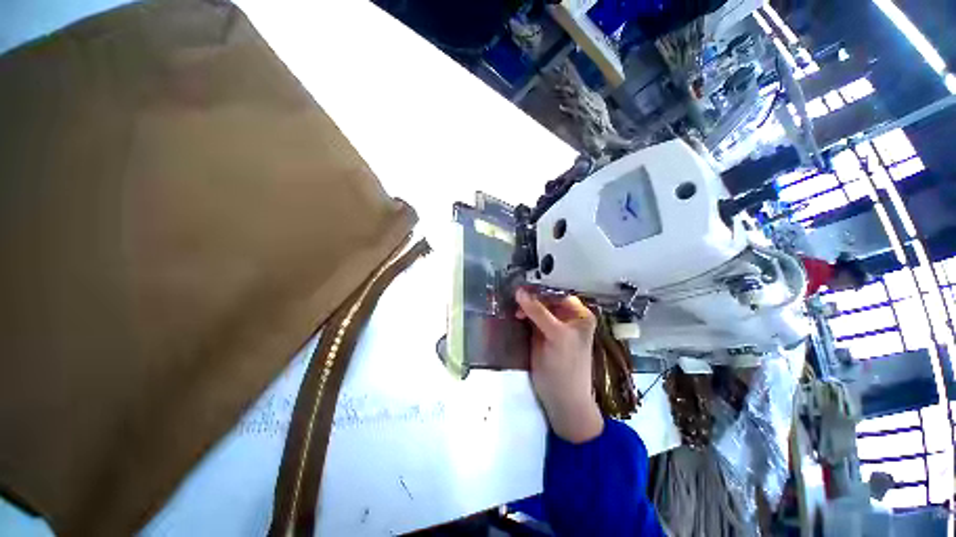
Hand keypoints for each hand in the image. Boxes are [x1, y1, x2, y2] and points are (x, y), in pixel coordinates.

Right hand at [516, 288, 602, 443]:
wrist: (561, 399)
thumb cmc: (566, 366)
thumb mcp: (556, 336)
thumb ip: (538, 312)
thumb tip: (519, 290)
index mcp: (578, 314)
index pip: (557, 293)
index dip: (540, 289)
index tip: (521, 285)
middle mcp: (566, 316)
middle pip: (546, 299)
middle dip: (531, 297)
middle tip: (513, 296)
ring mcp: (552, 325)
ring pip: (536, 308)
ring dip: (525, 305)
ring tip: (514, 310)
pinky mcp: (540, 333)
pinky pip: (530, 318)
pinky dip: (523, 314)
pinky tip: (515, 315)